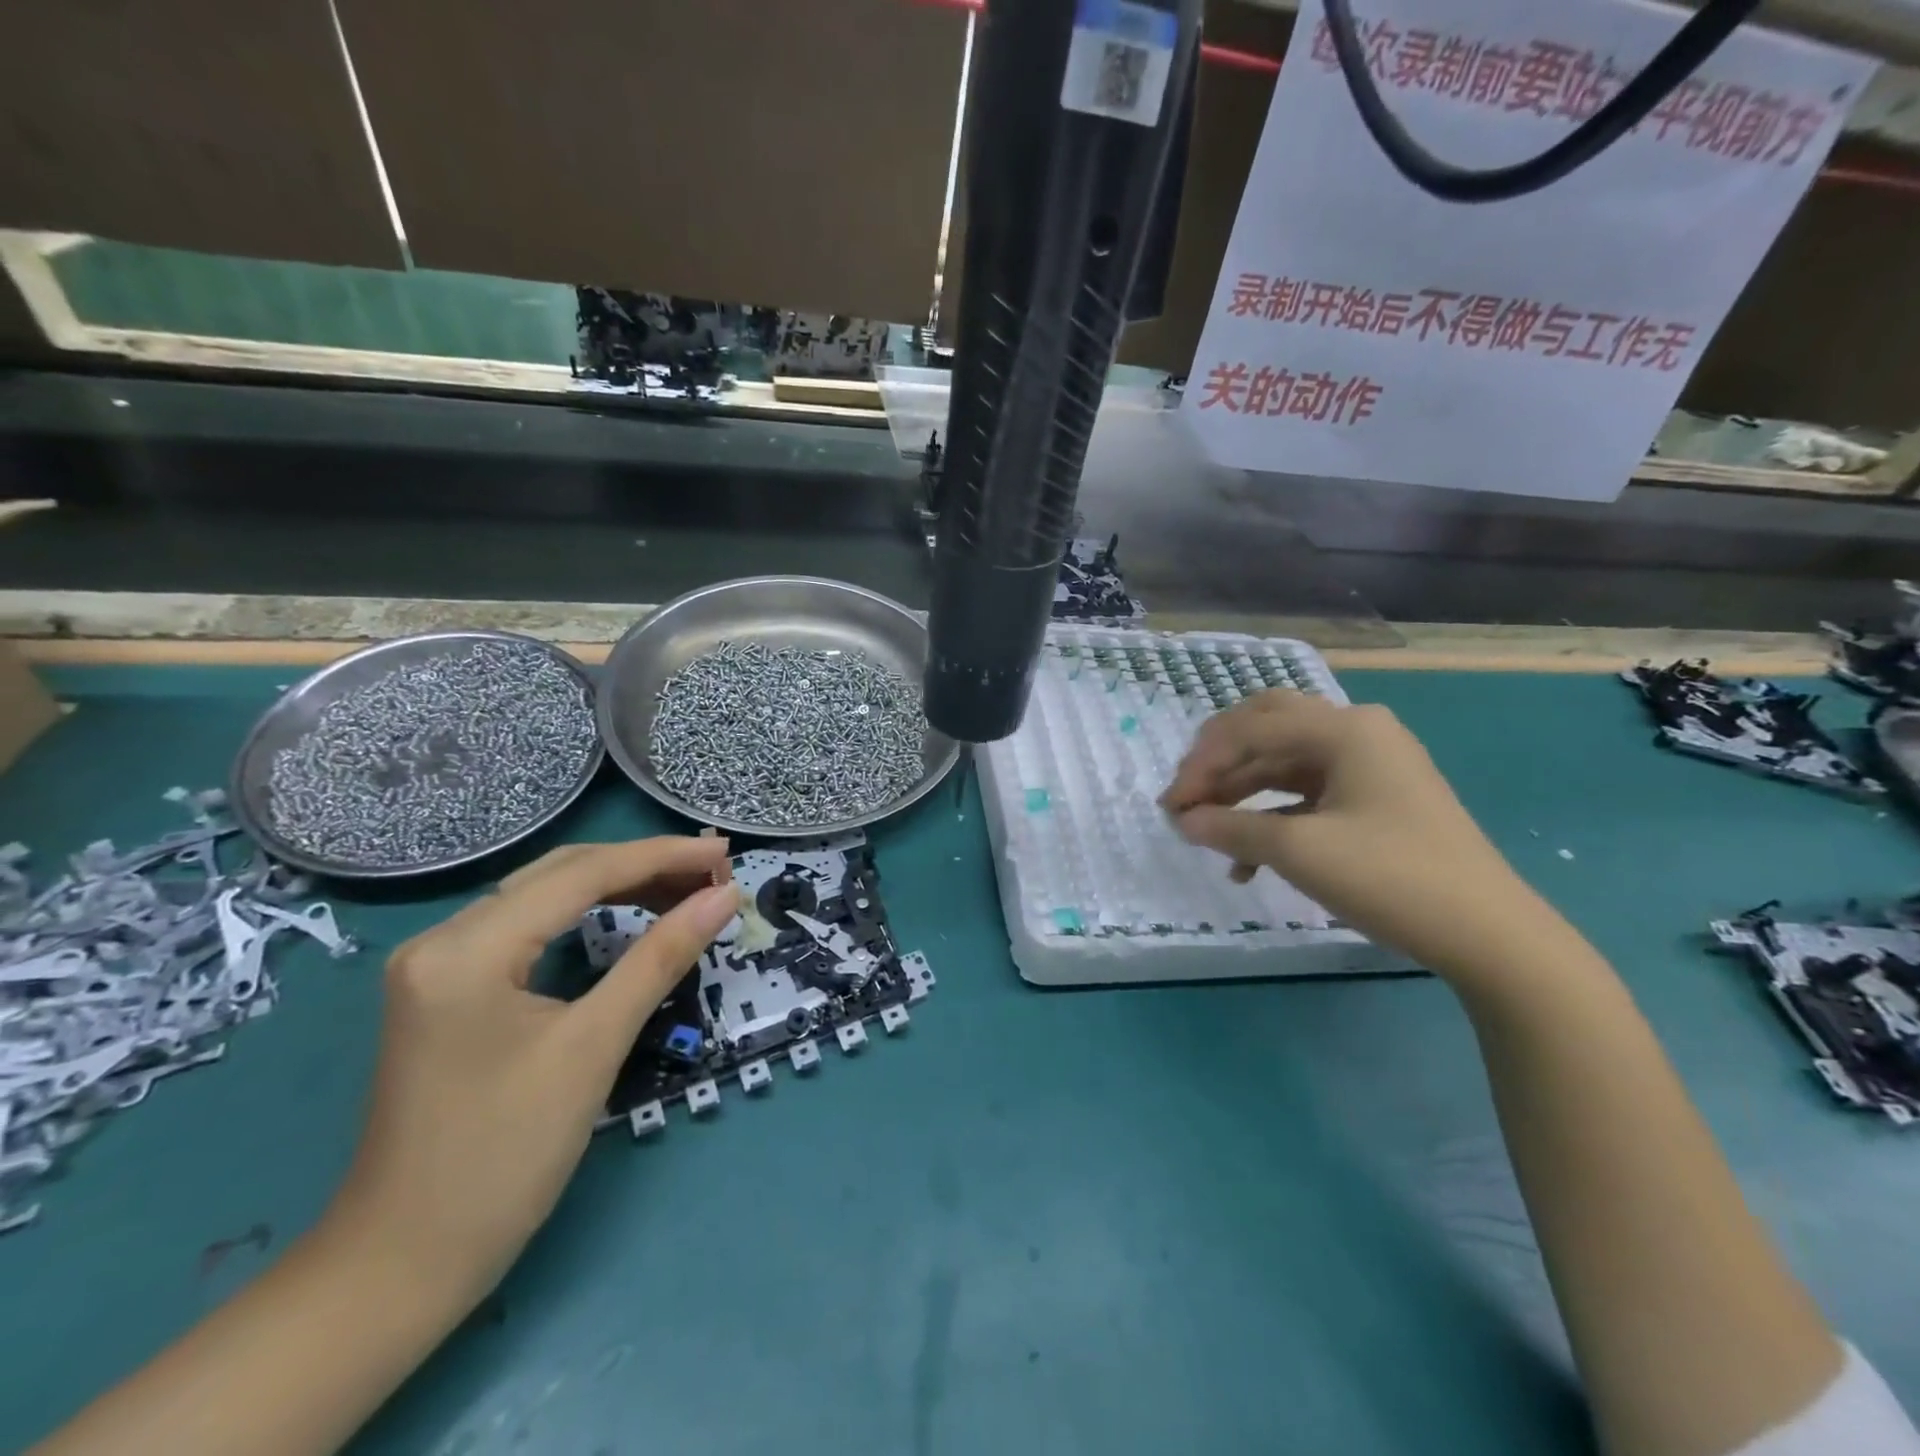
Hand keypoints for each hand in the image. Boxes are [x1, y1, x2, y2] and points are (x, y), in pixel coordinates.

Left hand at [324, 838, 739, 1306]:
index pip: (582, 874)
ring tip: (687, 891)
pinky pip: (531, 927)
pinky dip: (588, 915)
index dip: (661, 856)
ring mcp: (440, 962)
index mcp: (467, 949)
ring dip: (620, 886)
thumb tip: (724, 897)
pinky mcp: (450, 987)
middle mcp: (444, 937)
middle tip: (714, 872)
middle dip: (645, 866)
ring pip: (546, 896)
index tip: (725, 853)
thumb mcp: (593, 1047)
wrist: (401, 1265)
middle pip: (562, 873)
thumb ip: (660, 958)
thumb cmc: (503, 1158)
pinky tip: (630, 918)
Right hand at [1161, 692, 1555, 979]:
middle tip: (1186, 796)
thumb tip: (1184, 820)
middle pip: (1267, 729)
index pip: (1251, 728)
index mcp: (1343, 729)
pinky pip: (1307, 794)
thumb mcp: (1299, 851)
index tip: (1171, 806)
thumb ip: (1231, 828)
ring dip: (1241, 793)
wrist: (1489, 934)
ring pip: (1284, 763)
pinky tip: (1248, 860)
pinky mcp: (1374, 800)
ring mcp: (1369, 766)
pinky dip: (1272, 817)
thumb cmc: (1391, 877)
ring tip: (1206, 830)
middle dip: (1219, 762)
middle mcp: (1356, 733)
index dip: (1202, 763)